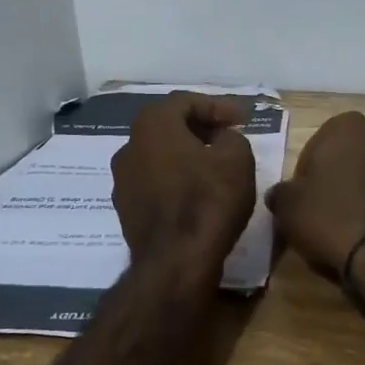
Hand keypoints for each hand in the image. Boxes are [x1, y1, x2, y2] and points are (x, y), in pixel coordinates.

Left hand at [110, 93, 257, 272]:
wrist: (175, 263)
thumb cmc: (207, 200)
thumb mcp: (237, 159)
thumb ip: (231, 137)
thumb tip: (221, 140)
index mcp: (152, 124)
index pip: (186, 101)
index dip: (217, 106)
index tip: (242, 120)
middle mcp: (129, 145)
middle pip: (168, 126)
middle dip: (200, 128)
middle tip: (228, 138)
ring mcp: (122, 179)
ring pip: (159, 155)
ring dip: (186, 155)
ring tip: (215, 166)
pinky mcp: (125, 208)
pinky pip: (154, 182)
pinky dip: (175, 179)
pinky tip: (197, 193)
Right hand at [266, 112, 364, 306]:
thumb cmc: (331, 217)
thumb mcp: (288, 207)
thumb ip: (281, 193)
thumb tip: (280, 194)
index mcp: (347, 127)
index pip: (318, 145)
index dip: (308, 173)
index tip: (304, 199)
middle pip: (353, 156)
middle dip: (343, 177)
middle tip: (329, 211)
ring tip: (356, 227)